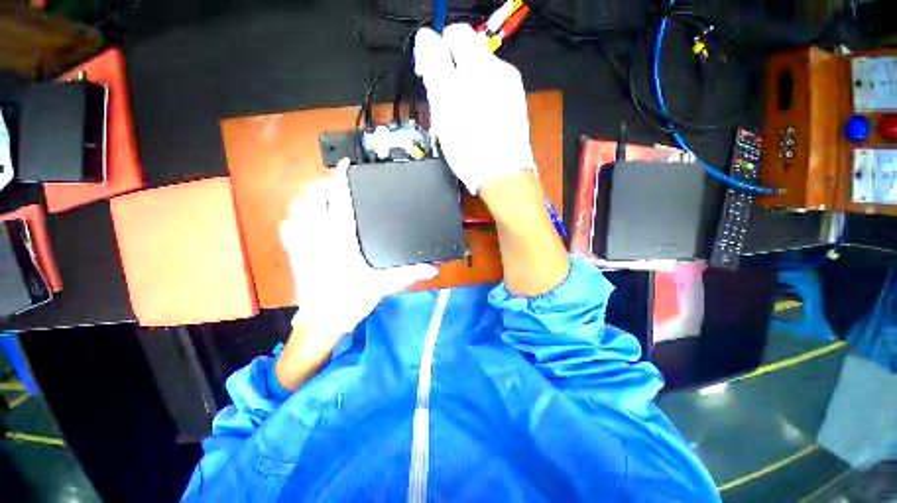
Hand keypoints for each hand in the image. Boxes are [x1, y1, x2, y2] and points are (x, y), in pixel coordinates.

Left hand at [279, 158, 437, 334]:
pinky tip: (307, 217)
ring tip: (323, 196)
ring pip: (297, 209)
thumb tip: (434, 269)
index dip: (342, 179)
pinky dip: (297, 215)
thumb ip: (410, 273)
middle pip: (313, 198)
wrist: (322, 321)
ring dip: (309, 198)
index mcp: (341, 239)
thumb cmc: (351, 300)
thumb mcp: (384, 284)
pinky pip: (288, 225)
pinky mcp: (295, 252)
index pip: (339, 201)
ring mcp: (302, 243)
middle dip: (323, 185)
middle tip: (338, 183)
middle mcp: (318, 236)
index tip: (346, 163)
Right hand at [414, 24, 534, 194]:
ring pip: (478, 78)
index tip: (428, 75)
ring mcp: (511, 90)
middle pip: (468, 58)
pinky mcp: (514, 108)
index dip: (436, 50)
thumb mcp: (445, 104)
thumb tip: (427, 37)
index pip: (456, 35)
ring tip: (459, 120)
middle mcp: (501, 71)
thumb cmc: (471, 144)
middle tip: (443, 105)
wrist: (503, 176)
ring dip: (463, 91)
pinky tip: (474, 125)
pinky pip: (490, 95)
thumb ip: (434, 64)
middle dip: (451, 75)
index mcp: (481, 66)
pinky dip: (477, 103)